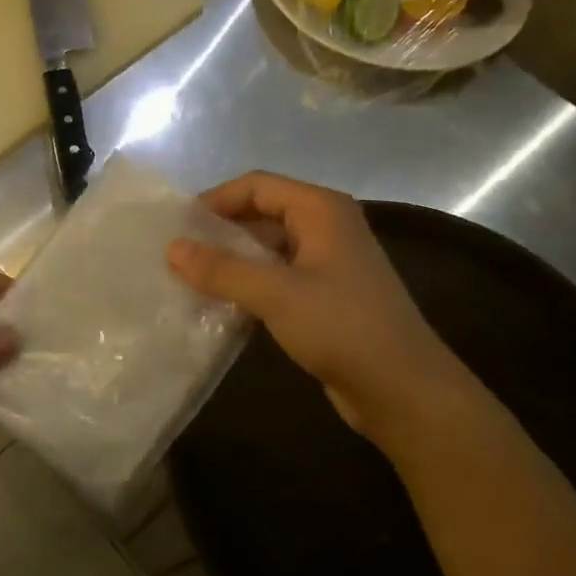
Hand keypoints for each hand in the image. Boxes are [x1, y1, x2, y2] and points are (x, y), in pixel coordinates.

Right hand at [167, 171, 468, 443]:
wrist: (403, 389)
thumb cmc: (343, 327)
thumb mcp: (276, 294)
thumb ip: (222, 269)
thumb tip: (171, 248)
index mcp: (321, 209)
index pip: (256, 185)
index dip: (215, 200)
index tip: (177, 226)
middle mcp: (326, 226)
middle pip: (261, 212)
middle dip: (220, 230)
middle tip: (178, 254)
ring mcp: (327, 262)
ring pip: (267, 247)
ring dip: (231, 259)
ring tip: (190, 278)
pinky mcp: (325, 295)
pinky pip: (277, 276)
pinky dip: (248, 283)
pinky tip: (221, 303)